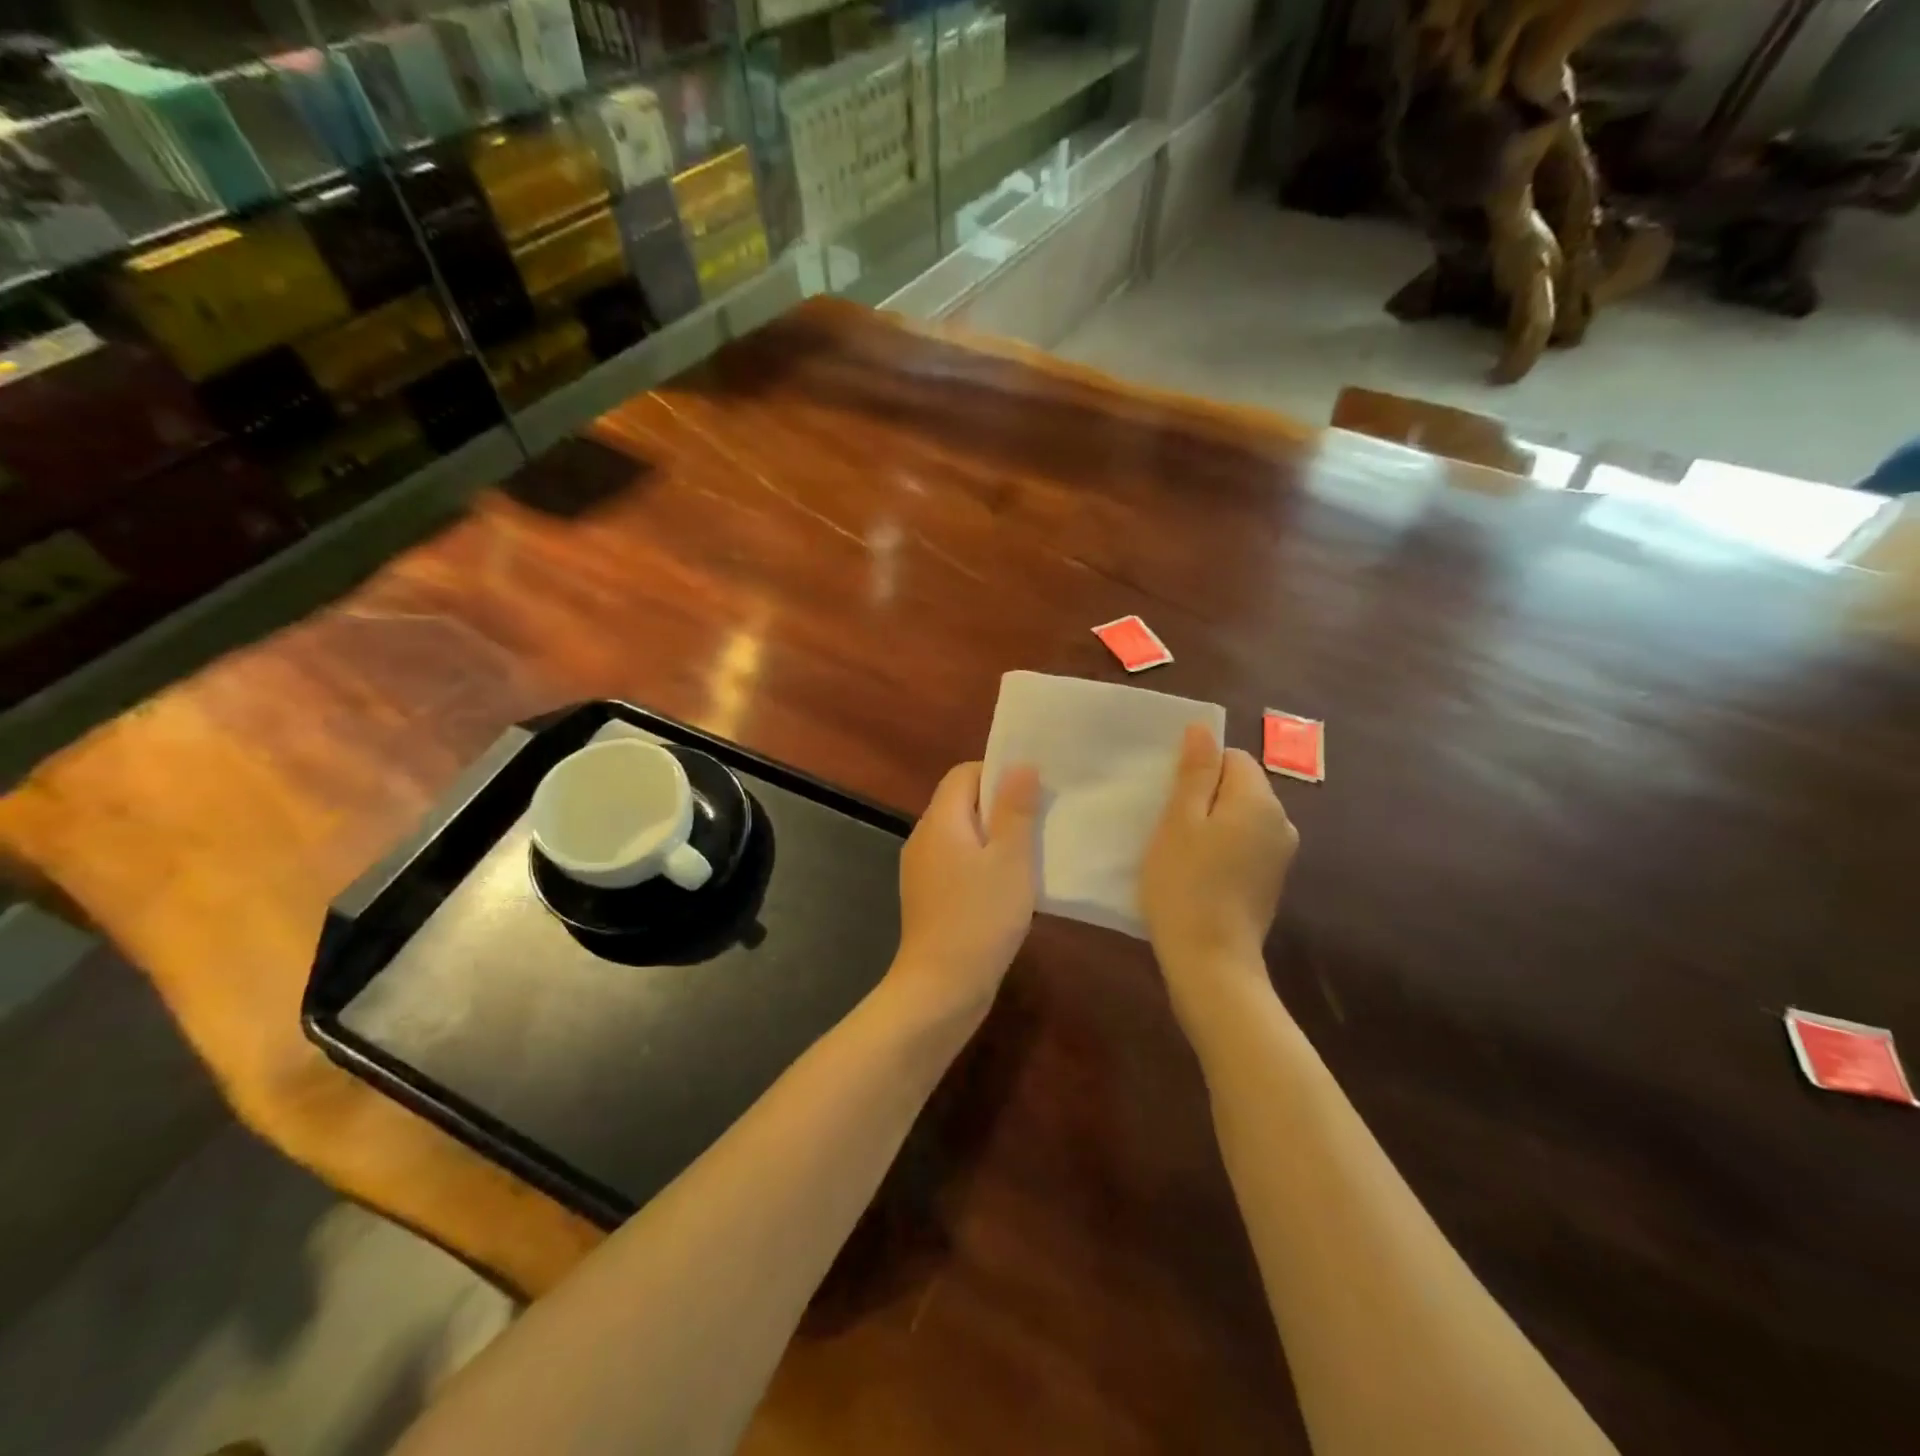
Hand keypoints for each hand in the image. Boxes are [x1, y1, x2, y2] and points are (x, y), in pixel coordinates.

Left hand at [889, 761, 1040, 1028]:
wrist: (941, 988)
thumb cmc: (980, 918)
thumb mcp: (1010, 859)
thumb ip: (1015, 809)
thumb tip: (1020, 764)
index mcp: (940, 820)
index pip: (964, 773)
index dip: (998, 773)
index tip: (1032, 792)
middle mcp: (923, 838)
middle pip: (961, 802)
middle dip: (1000, 806)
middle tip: (1039, 821)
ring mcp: (921, 870)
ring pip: (961, 835)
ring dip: (993, 837)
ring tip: (1030, 853)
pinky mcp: (927, 897)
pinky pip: (956, 863)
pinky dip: (981, 863)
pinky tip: (1007, 886)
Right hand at [1140, 725, 1297, 1019]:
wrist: (1211, 960)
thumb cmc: (1185, 884)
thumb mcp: (1179, 821)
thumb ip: (1195, 773)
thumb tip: (1203, 729)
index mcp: (1259, 801)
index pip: (1234, 758)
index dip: (1199, 770)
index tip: (1171, 798)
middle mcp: (1282, 822)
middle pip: (1241, 787)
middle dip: (1206, 796)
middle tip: (1169, 825)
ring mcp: (1281, 855)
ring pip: (1242, 817)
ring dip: (1213, 824)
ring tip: (1180, 851)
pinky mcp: (1272, 881)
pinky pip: (1247, 845)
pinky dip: (1224, 849)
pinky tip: (1200, 874)